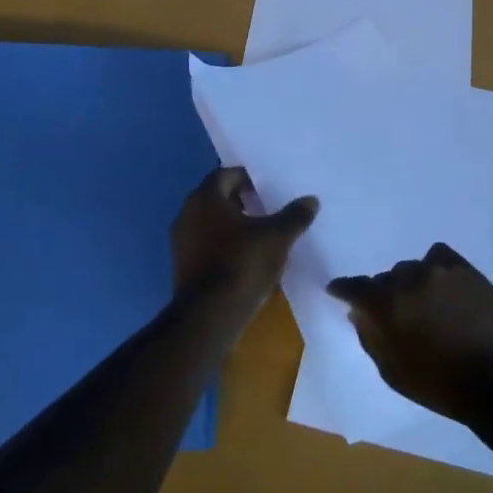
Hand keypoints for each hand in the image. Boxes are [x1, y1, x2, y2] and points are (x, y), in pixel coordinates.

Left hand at [172, 167, 316, 310]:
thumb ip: (294, 216)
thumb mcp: (277, 238)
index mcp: (206, 198)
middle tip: (267, 208)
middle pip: (217, 198)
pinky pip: (206, 245)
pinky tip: (246, 259)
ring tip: (261, 235)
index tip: (268, 189)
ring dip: (233, 225)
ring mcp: (181, 242)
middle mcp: (187, 213)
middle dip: (241, 202)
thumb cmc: (241, 265)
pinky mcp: (182, 266)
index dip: (248, 179)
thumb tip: (311, 200)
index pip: (226, 175)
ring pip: (211, 223)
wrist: (208, 318)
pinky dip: (224, 245)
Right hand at [327, 243, 492, 424]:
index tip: (338, 291)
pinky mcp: (466, 268)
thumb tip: (358, 313)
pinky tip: (443, 287)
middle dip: (387, 295)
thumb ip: (372, 338)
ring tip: (427, 305)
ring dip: (413, 284)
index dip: (344, 289)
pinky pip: (440, 257)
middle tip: (399, 316)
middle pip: (387, 279)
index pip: (355, 287)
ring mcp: (440, 270)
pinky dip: (435, 269)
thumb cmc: (442, 386)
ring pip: (413, 268)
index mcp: (387, 304)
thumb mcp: (395, 373)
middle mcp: (409, 278)